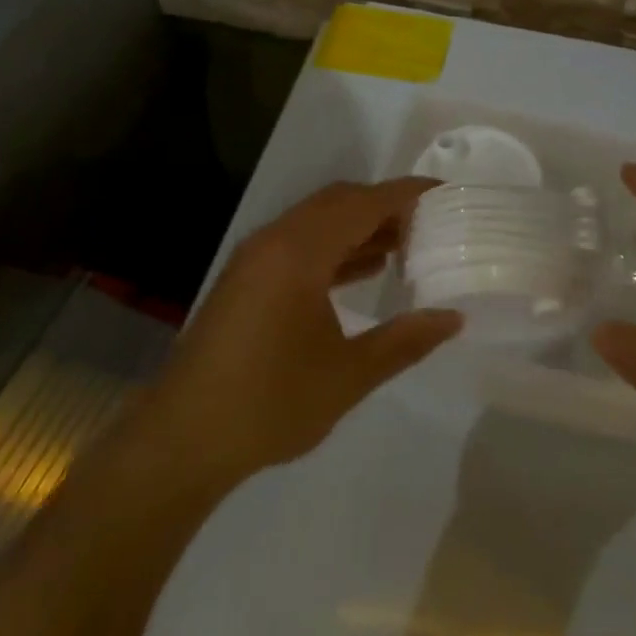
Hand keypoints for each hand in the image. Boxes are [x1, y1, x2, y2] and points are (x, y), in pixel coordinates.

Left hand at [135, 179, 461, 493]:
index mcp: (300, 252)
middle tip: (431, 222)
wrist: (180, 441)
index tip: (448, 195)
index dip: (409, 194)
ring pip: (320, 221)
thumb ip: (405, 341)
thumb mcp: (348, 375)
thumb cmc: (269, 404)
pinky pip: (302, 243)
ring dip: (361, 225)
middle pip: (341, 201)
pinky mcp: (247, 278)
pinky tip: (366, 269)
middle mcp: (276, 240)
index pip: (366, 203)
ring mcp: (256, 258)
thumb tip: (454, 318)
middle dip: (387, 206)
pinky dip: (337, 246)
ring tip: (408, 244)